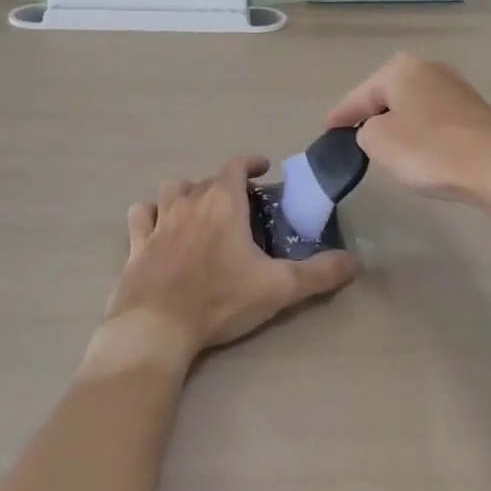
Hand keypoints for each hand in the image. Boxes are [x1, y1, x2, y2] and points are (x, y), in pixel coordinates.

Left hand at [99, 155, 356, 367]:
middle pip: (205, 178)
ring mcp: (158, 222)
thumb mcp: (279, 288)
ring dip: (185, 193)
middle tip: (239, 205)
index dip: (251, 162)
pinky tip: (157, 228)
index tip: (263, 168)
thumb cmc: (220, 301)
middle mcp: (188, 203)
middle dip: (223, 185)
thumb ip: (319, 274)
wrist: (157, 328)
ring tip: (197, 211)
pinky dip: (150, 215)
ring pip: (169, 190)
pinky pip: (140, 216)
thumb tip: (354, 262)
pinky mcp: (136, 245)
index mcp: (222, 204)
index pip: (236, 165)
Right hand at [323, 53, 490, 207]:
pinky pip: (433, 120)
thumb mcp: (379, 142)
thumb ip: (364, 132)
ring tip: (383, 149)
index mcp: (399, 69)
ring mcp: (455, 88)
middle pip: (386, 96)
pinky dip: (420, 133)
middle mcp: (428, 68)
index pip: (357, 96)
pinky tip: (419, 152)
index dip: (339, 116)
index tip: (326, 133)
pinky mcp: (474, 112)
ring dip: (397, 125)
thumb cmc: (431, 149)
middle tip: (351, 139)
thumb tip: (377, 132)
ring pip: (411, 107)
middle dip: (369, 115)